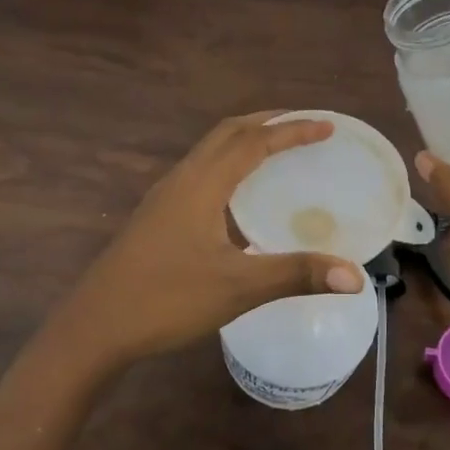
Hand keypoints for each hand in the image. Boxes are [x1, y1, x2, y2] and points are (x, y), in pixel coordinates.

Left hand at [43, 113, 367, 370]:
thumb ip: (297, 275)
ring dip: (245, 140)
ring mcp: (164, 197)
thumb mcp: (237, 288)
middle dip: (267, 122)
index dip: (292, 130)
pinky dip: (228, 164)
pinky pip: (200, 171)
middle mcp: (182, 179)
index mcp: (202, 184)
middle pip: (227, 133)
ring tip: (276, 149)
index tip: (326, 126)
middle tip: (304, 127)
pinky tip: (237, 196)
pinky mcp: (156, 216)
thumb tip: (356, 275)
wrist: (94, 327)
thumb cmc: (166, 300)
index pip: (254, 142)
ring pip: (209, 151)